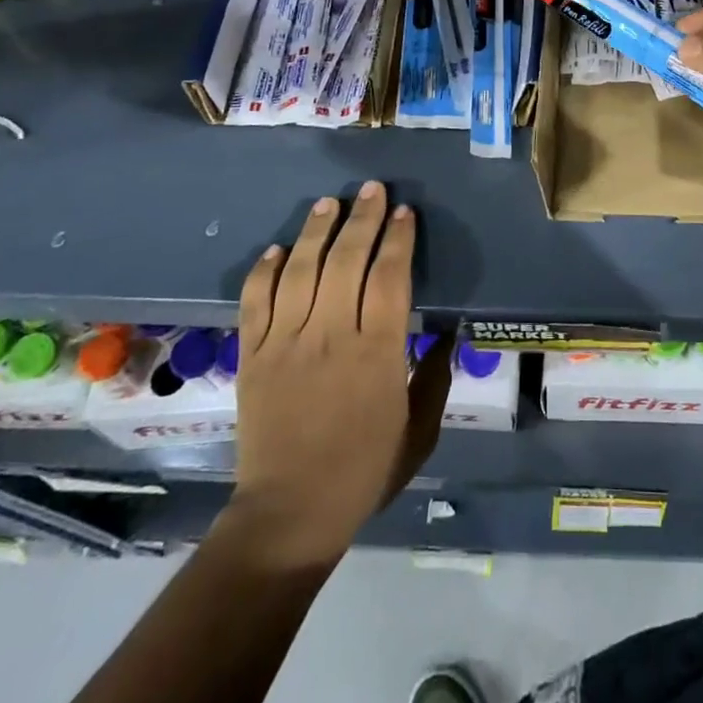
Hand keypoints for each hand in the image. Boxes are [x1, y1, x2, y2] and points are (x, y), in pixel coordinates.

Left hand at [220, 183, 451, 570]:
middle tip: (371, 190)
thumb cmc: (365, 470)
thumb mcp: (420, 429)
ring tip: (329, 202)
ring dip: (316, 231)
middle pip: (347, 260)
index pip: (390, 276)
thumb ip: (437, 376)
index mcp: (378, 352)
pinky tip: (278, 248)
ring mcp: (286, 342)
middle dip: (363, 218)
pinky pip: (256, 301)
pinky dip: (265, 270)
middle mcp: (331, 335)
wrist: (290, 513)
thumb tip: (449, 331)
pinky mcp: (253, 356)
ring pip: (301, 270)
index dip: (399, 239)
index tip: (405, 213)